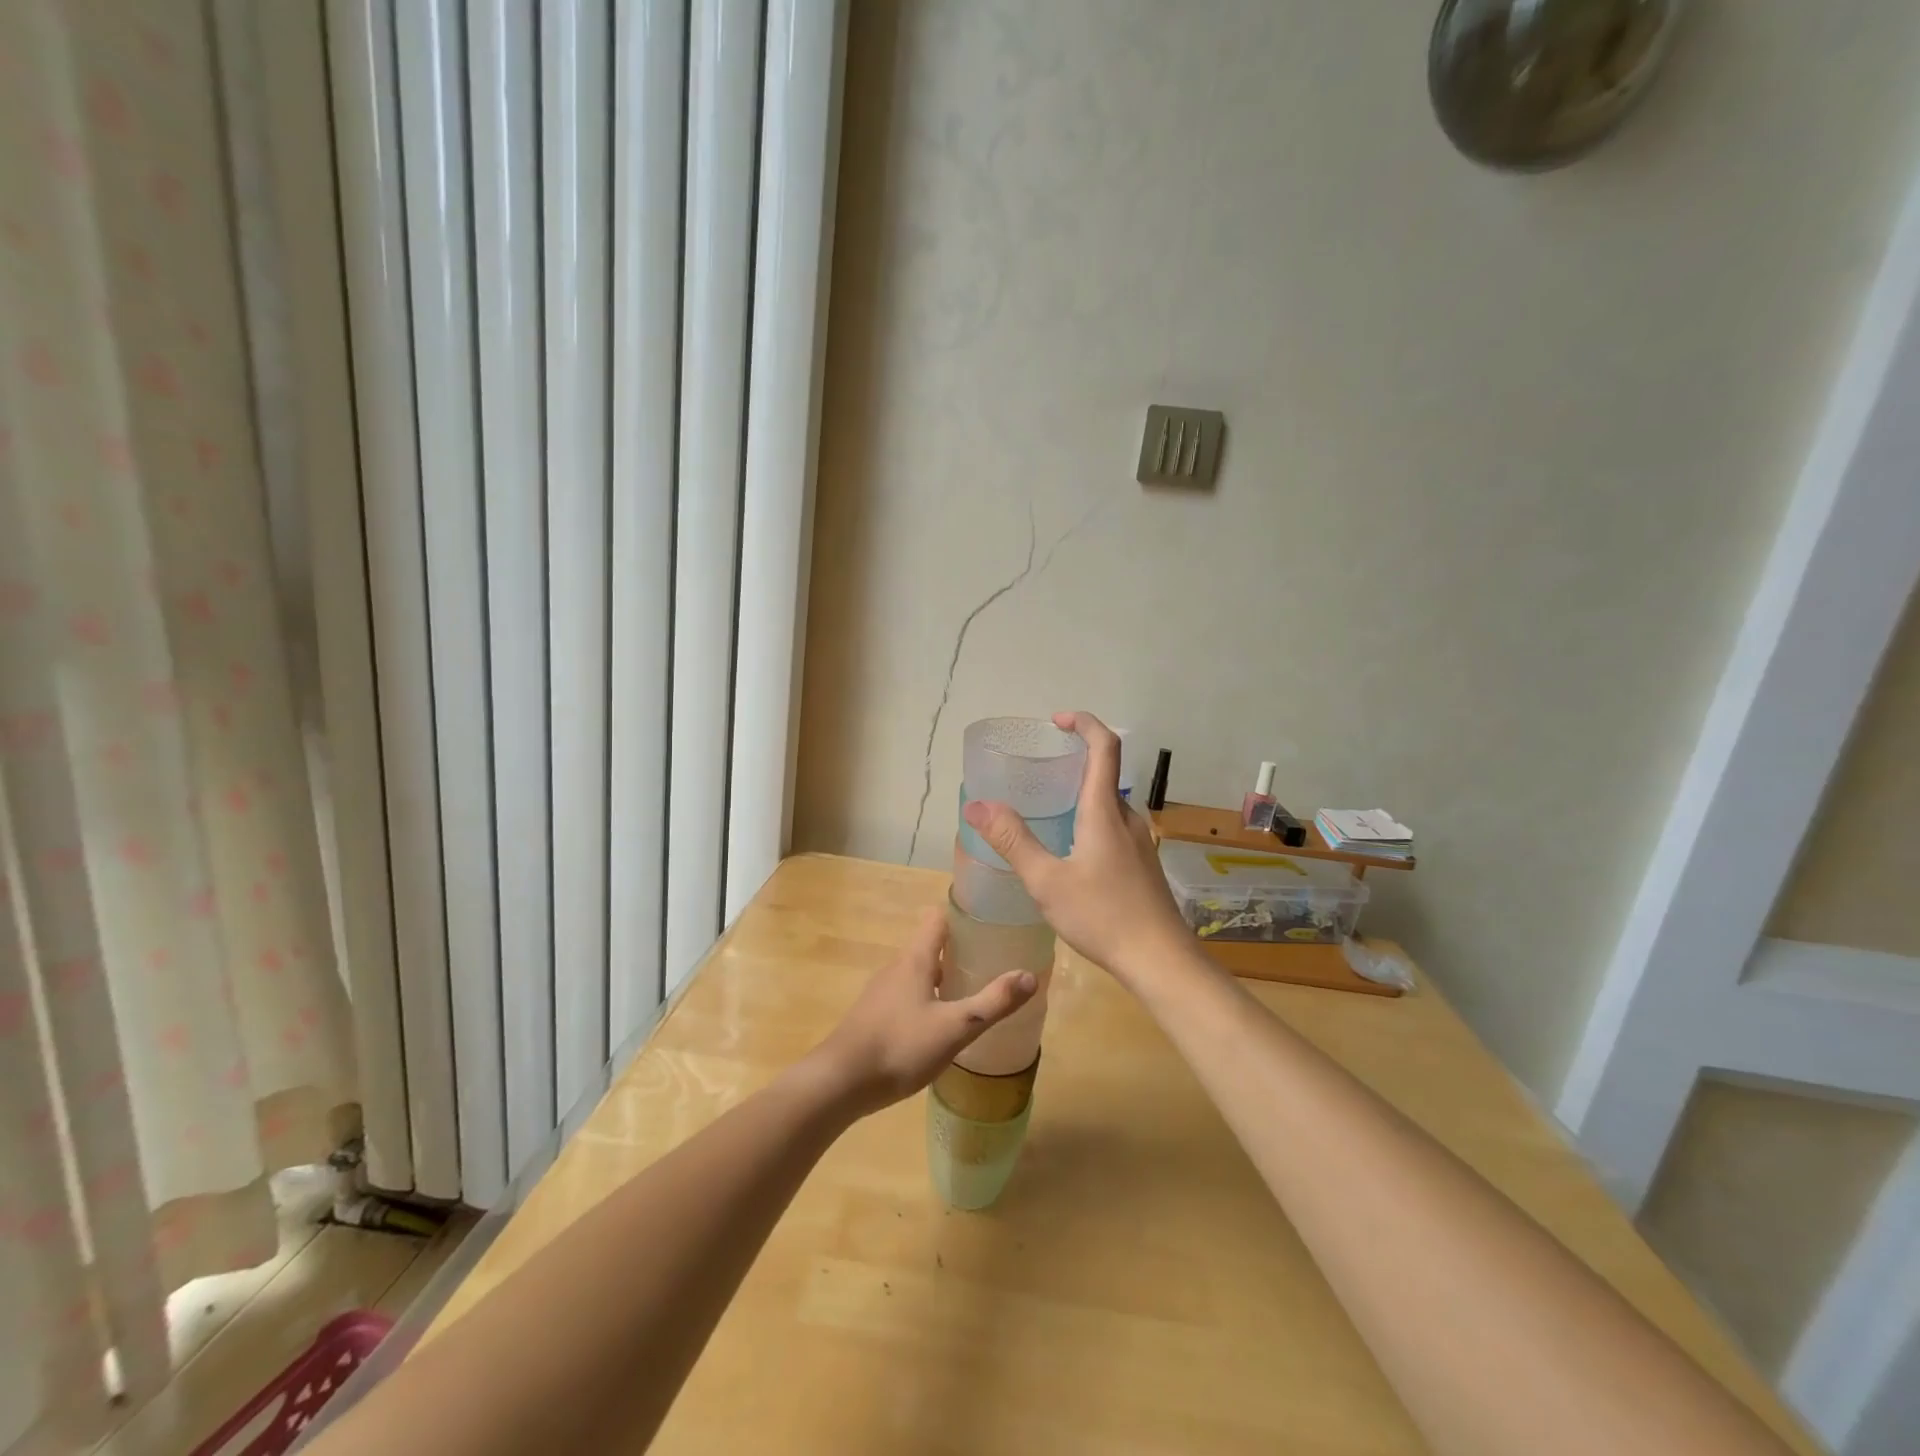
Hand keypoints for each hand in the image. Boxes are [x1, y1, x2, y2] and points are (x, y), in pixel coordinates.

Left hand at [811, 907, 1036, 1116]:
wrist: (839, 1082)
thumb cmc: (899, 1047)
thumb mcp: (955, 1028)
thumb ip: (993, 1003)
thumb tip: (1029, 975)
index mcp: (915, 960)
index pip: (937, 919)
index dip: (962, 916)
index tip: (988, 923)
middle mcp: (896, 967)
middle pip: (930, 946)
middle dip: (958, 951)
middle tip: (990, 963)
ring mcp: (881, 992)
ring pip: (918, 973)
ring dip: (943, 978)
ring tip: (970, 994)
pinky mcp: (874, 1016)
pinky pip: (906, 996)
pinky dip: (926, 1000)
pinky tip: (939, 1026)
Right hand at [961, 710, 1193, 984]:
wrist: (1161, 961)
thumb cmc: (1102, 916)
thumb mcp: (1047, 881)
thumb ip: (1013, 841)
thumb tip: (976, 805)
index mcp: (1105, 811)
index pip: (1105, 746)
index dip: (1084, 723)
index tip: (1057, 720)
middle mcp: (1126, 818)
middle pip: (1105, 773)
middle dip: (1075, 760)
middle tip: (1039, 768)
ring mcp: (1138, 842)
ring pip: (1108, 804)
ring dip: (1081, 793)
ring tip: (1046, 809)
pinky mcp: (1141, 865)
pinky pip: (1113, 826)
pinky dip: (1089, 819)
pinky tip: (1069, 851)